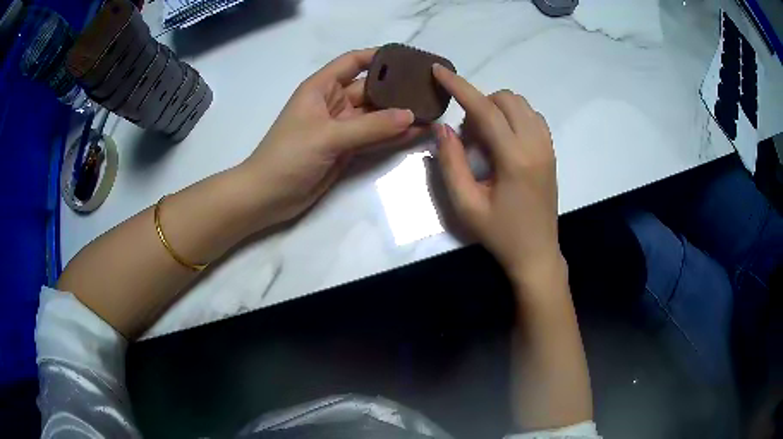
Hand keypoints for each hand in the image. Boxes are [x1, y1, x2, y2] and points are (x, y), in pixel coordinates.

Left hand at [239, 48, 421, 226]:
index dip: (378, 57)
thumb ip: (370, 126)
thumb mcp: (327, 136)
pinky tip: (416, 132)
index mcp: (321, 88)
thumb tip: (410, 115)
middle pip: (370, 88)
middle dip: (397, 88)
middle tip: (429, 89)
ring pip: (375, 115)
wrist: (269, 196)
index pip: (352, 61)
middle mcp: (333, 102)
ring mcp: (341, 127)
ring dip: (399, 114)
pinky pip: (374, 137)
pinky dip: (393, 135)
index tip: (408, 59)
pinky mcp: (347, 148)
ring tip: (431, 111)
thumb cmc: (288, 156)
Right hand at [432, 65, 560, 283]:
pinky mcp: (551, 152)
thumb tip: (443, 127)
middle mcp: (536, 145)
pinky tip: (504, 140)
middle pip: (506, 99)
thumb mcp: (466, 205)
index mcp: (515, 158)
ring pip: (522, 104)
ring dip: (498, 109)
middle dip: (480, 104)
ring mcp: (548, 147)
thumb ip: (451, 162)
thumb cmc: (499, 234)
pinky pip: (533, 117)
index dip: (459, 86)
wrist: (536, 253)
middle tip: (468, 136)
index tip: (439, 70)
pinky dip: (514, 117)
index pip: (484, 109)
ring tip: (486, 139)